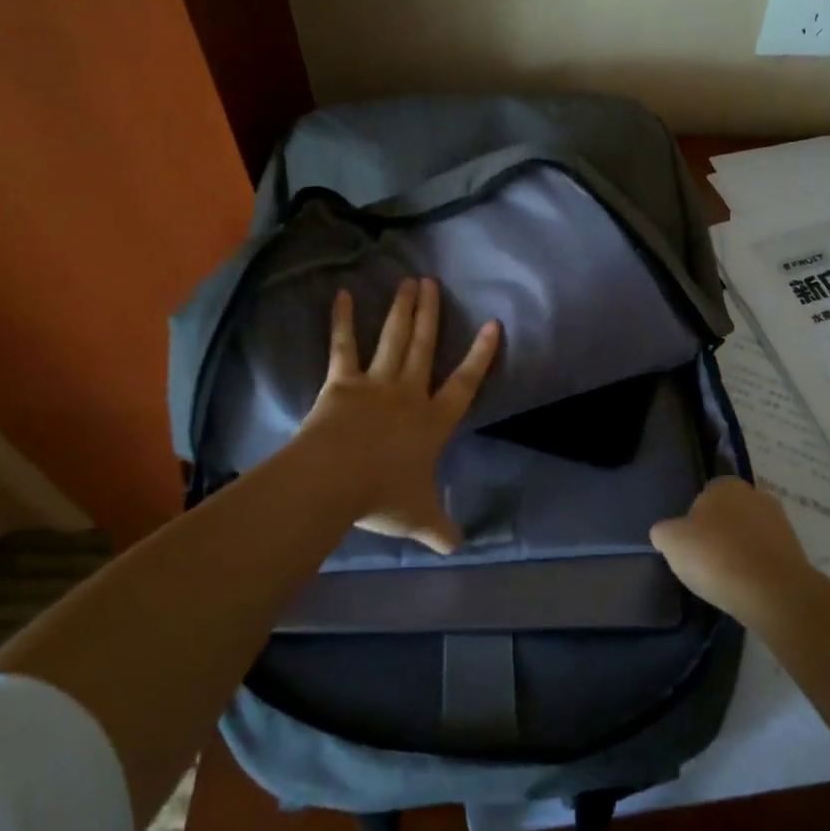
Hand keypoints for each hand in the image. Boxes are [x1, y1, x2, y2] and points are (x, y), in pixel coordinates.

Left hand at [299, 277, 501, 554]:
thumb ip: (441, 529)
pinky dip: (342, 321)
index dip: (480, 355)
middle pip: (424, 347)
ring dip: (402, 310)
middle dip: (431, 315)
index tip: (492, 325)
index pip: (464, 383)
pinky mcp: (342, 382)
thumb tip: (458, 549)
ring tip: (408, 282)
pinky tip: (342, 295)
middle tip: (432, 283)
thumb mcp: (419, 517)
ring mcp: (375, 383)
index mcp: (432, 421)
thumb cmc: (383, 496)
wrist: (337, 479)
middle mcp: (408, 393)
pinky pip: (343, 346)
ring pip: (394, 339)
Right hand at [649, 477, 814, 626]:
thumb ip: (664, 532)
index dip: (694, 522)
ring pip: (750, 536)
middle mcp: (756, 495)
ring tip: (726, 579)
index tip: (690, 546)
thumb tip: (667, 534)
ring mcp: (781, 523)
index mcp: (725, 485)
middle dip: (719, 534)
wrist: (773, 593)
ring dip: (739, 552)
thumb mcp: (671, 541)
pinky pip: (766, 558)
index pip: (703, 497)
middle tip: (706, 562)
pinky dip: (757, 569)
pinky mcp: (796, 553)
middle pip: (729, 515)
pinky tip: (747, 587)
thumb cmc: (715, 556)